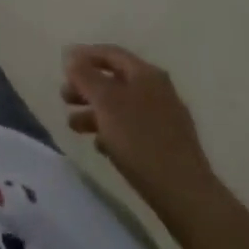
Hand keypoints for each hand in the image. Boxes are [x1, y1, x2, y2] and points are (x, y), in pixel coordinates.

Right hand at [61, 45, 217, 210]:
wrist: (186, 196)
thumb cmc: (140, 140)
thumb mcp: (105, 102)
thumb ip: (85, 75)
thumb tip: (71, 56)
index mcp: (146, 74)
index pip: (110, 53)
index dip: (84, 55)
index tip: (62, 66)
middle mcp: (158, 90)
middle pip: (114, 80)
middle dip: (86, 88)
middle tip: (64, 98)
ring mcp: (166, 119)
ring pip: (122, 107)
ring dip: (95, 112)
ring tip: (73, 126)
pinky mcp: (168, 146)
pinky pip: (133, 129)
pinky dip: (113, 132)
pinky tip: (100, 146)